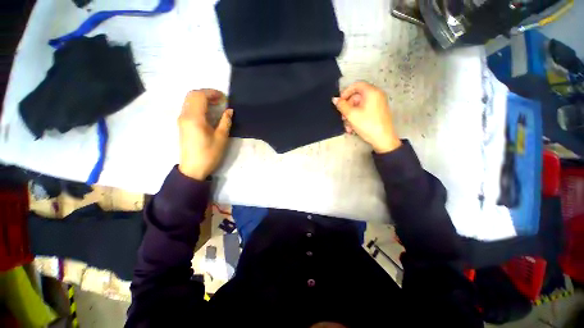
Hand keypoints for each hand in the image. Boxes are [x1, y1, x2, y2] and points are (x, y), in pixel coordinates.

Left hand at [178, 89, 232, 179]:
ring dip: (202, 98)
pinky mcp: (182, 124)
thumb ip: (225, 122)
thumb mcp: (221, 138)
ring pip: (189, 100)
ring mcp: (182, 119)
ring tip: (216, 105)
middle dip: (207, 94)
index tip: (225, 98)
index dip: (212, 93)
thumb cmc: (209, 154)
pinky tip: (208, 112)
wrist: (193, 168)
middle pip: (192, 95)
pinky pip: (189, 107)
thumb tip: (229, 110)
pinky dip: (199, 105)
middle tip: (220, 100)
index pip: (200, 96)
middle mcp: (185, 115)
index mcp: (194, 118)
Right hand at [333, 81, 400, 152]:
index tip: (339, 102)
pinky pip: (364, 111)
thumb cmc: (367, 125)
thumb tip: (334, 99)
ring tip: (347, 127)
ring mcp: (378, 104)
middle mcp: (376, 95)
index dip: (345, 92)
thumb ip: (342, 105)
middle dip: (347, 108)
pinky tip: (352, 128)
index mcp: (372, 92)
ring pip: (359, 106)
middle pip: (357, 97)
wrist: (383, 139)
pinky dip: (357, 118)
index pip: (356, 85)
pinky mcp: (377, 112)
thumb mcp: (351, 115)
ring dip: (350, 116)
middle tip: (342, 118)